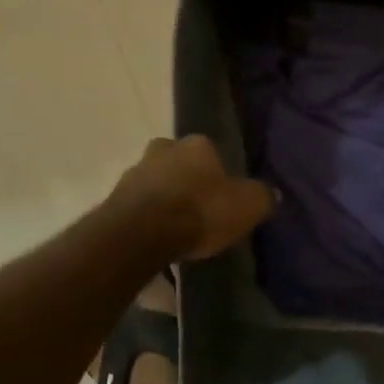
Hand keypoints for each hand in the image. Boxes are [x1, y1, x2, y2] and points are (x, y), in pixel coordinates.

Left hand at [107, 136, 275, 260]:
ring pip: (154, 183)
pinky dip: (146, 219)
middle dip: (185, 179)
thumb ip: (261, 197)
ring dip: (163, 199)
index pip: (210, 150)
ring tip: (176, 228)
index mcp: (196, 144)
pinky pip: (137, 207)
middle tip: (196, 206)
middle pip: (177, 162)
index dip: (217, 171)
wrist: (141, 235)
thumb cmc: (200, 211)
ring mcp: (133, 174)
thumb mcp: (248, 206)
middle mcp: (162, 150)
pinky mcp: (113, 201)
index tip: (222, 194)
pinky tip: (157, 239)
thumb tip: (271, 194)